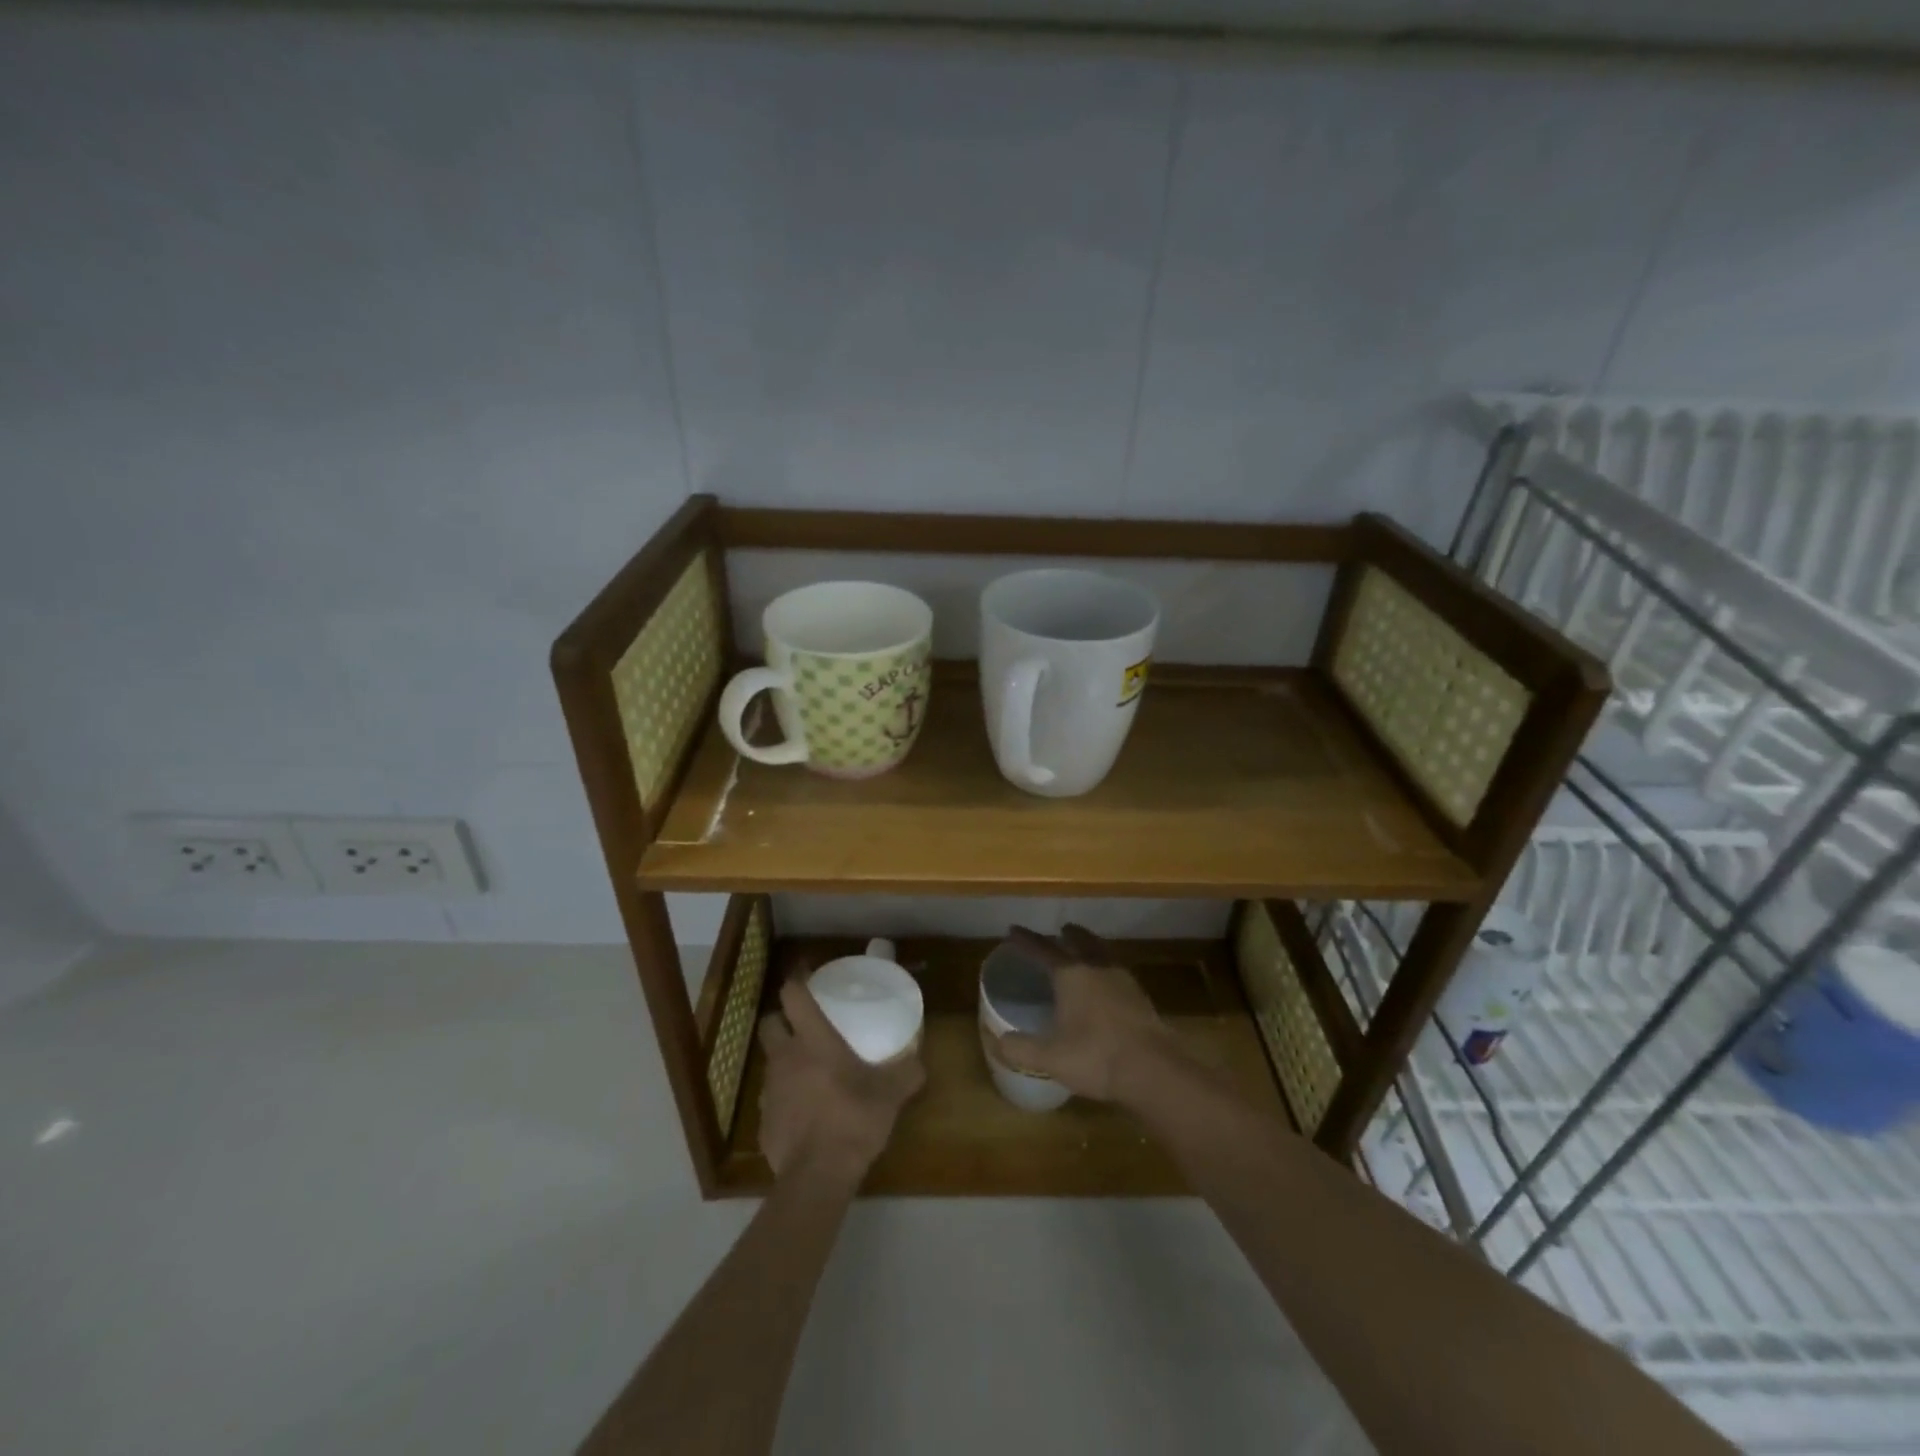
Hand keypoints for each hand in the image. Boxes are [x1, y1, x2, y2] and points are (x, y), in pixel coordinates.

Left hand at [757, 976, 924, 1181]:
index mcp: (813, 1040)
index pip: (792, 996)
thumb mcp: (891, 1093)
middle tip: (803, 1025)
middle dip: (781, 1019)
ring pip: (771, 1062)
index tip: (804, 971)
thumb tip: (919, 1062)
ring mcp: (769, 1090)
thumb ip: (907, 1072)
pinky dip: (786, 1098)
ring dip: (785, 1060)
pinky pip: (772, 1099)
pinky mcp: (763, 1122)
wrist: (818, 1175)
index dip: (796, 979)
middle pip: (769, 1023)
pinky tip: (805, 1112)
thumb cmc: (853, 1119)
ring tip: (809, 1072)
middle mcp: (785, 1058)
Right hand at [989, 925, 1182, 1104]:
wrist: (1154, 1070)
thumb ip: (1021, 1049)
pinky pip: (1117, 970)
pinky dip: (1106, 967)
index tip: (1013, 930)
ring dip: (1090, 946)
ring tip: (1084, 949)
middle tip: (1059, 930)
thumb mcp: (1050, 1058)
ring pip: (1102, 952)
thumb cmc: (1097, 1057)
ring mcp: (1123, 980)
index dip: (1025, 940)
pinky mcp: (1141, 996)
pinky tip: (1107, 983)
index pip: (1043, 950)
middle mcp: (1097, 968)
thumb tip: (999, 1041)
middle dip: (1067, 935)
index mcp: (1071, 975)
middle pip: (1080, 941)